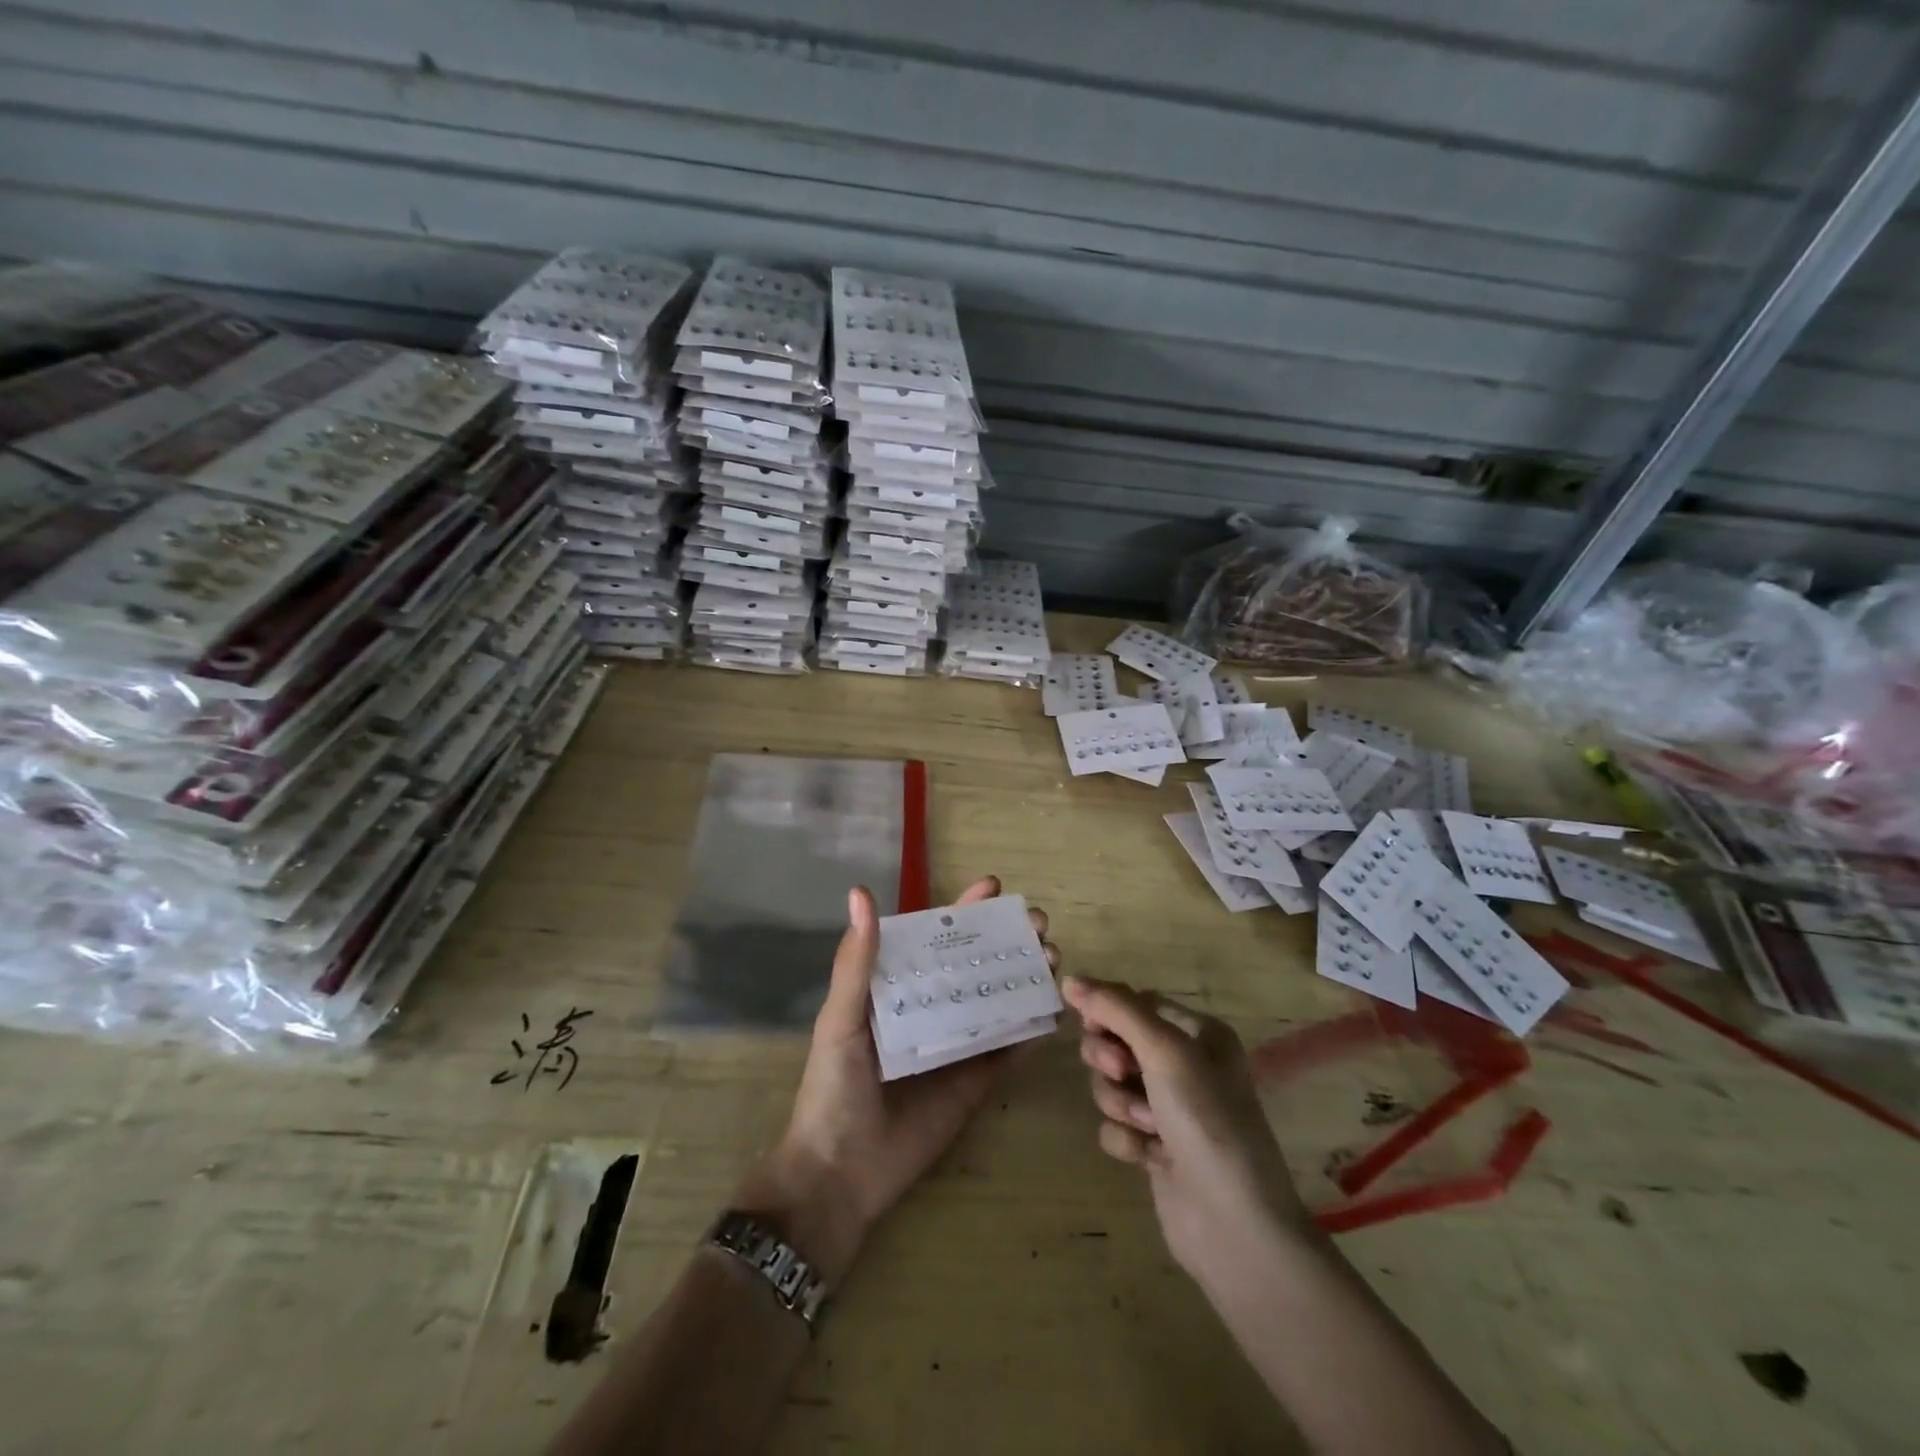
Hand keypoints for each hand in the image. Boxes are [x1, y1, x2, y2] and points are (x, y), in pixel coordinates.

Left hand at [737, 877, 1060, 1283]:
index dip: (965, 911)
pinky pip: (1009, 1051)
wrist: (841, 1174)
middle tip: (1040, 923)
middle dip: (1008, 939)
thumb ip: (857, 961)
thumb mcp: (841, 1019)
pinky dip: (1032, 1030)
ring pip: (999, 1001)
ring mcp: (958, 1045)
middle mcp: (932, 1009)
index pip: (936, 939)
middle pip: (976, 964)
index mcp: (898, 988)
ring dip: (1026, 976)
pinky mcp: (977, 1083)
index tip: (995, 886)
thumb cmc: (834, 1088)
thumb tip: (861, 893)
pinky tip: (1054, 1011)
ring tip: (1054, 957)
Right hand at [1063, 976, 1315, 1287]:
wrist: (1234, 1226)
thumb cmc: (1206, 1121)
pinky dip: (1125, 1138)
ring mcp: (1169, 1108)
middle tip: (1123, 1074)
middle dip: (1110, 1059)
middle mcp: (1185, 1065)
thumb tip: (1071, 979)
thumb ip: (1115, 1009)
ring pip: (1111, 1083)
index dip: (1108, 1012)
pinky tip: (1147, 1157)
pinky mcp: (1154, 1146)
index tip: (1092, 1026)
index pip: (1135, 1002)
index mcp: (1198, 1033)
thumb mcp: (1164, 1051)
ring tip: (1146, 1126)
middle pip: (1117, 1041)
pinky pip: (1116, 1124)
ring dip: (1119, 1102)